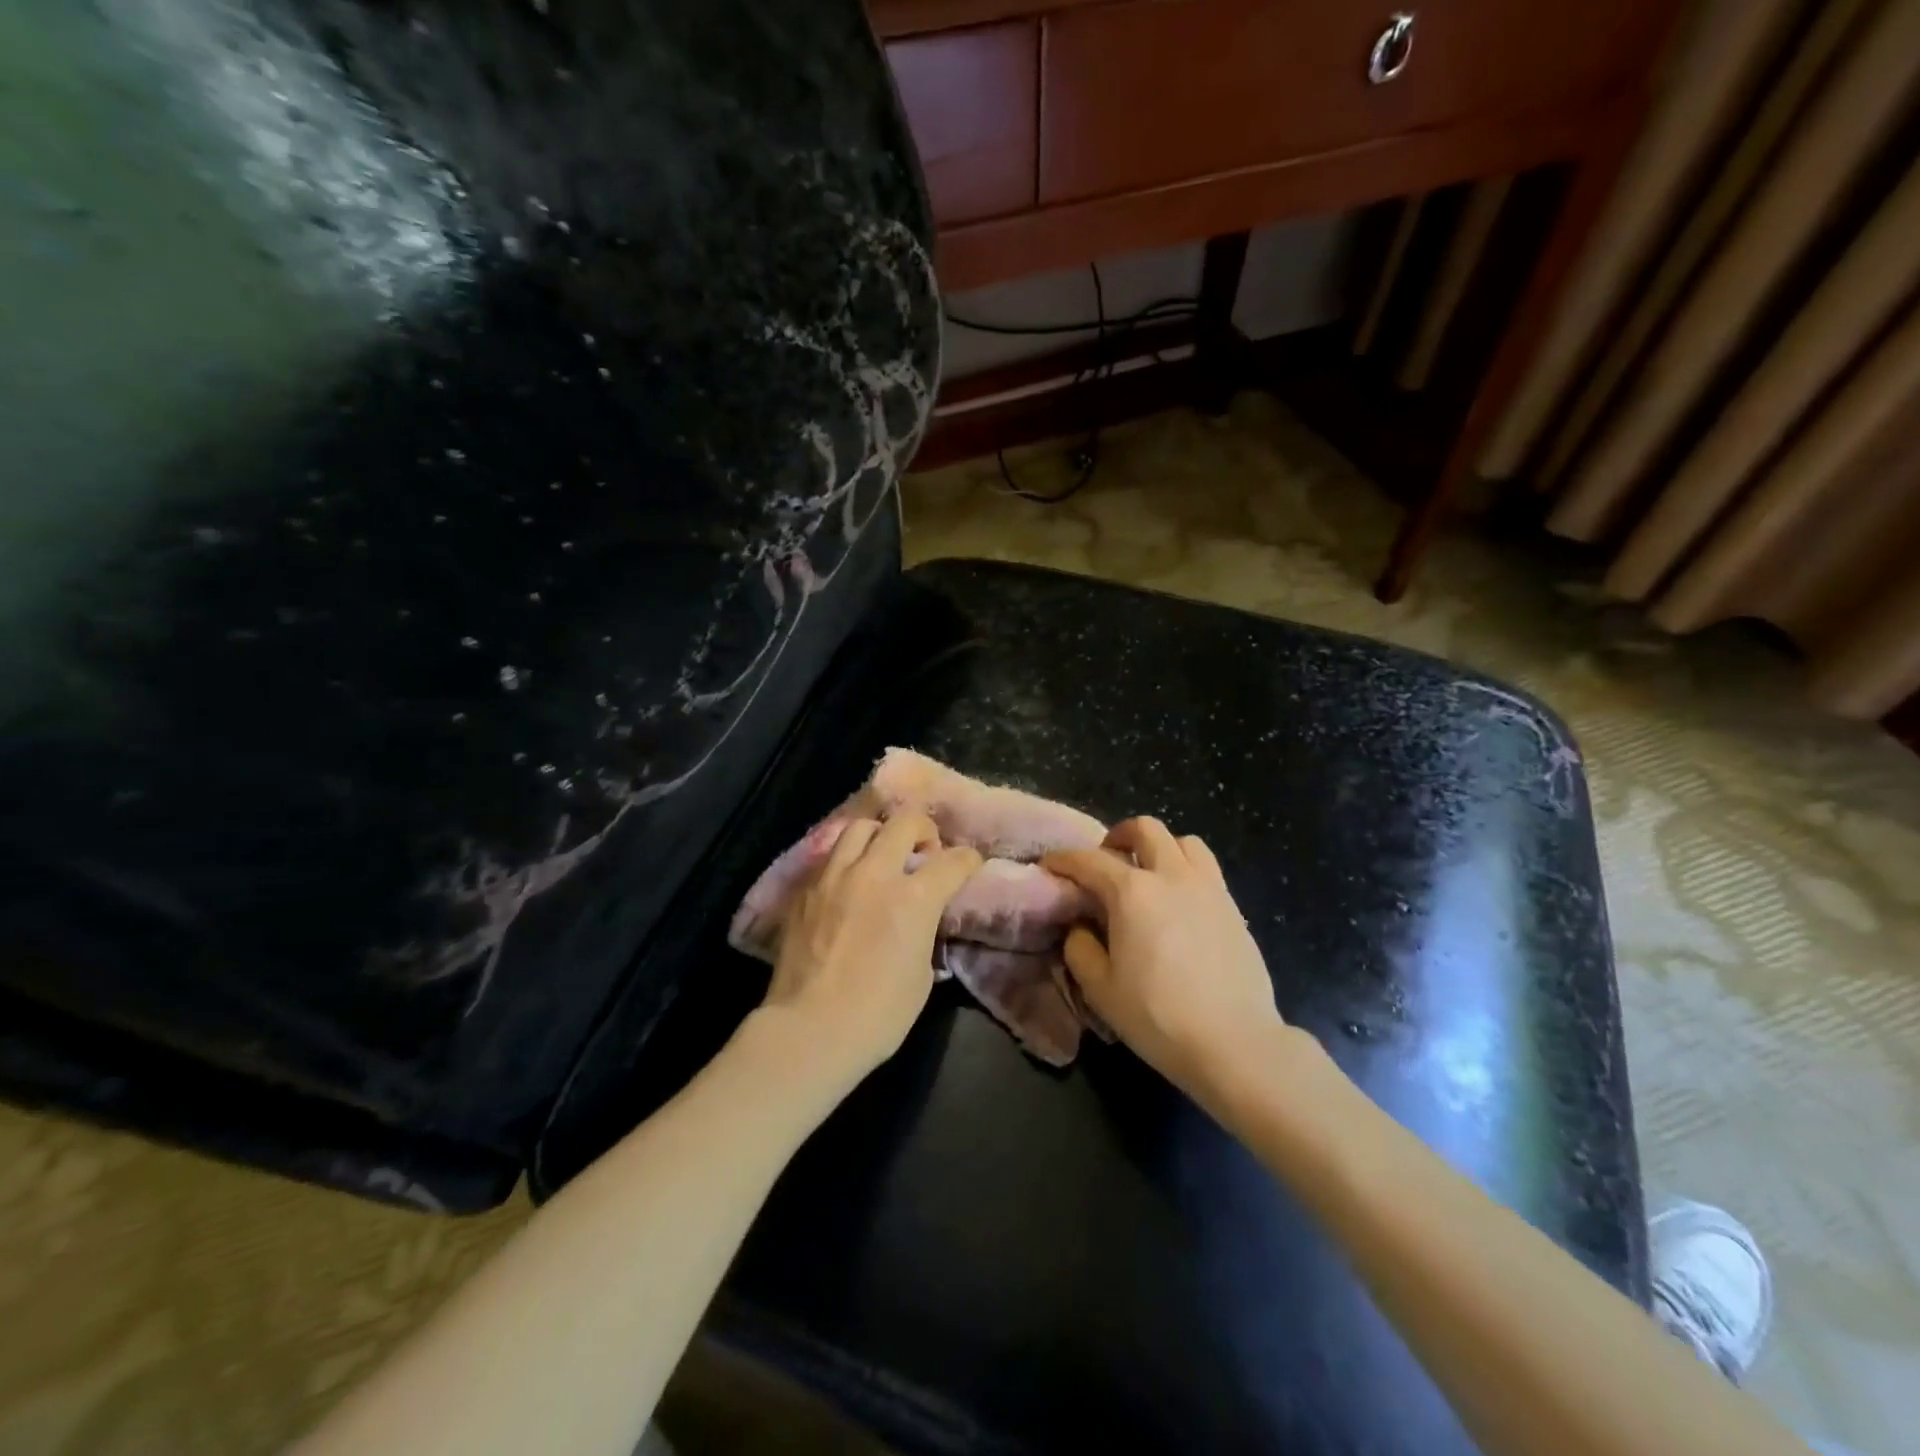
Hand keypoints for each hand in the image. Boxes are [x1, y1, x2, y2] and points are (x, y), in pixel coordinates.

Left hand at [763, 811, 982, 1082]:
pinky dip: (849, 860)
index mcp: (914, 897)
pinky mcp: (806, 889)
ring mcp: (835, 876)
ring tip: (883, 857)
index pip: (953, 860)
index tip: (969, 865)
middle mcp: (875, 873)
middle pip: (905, 822)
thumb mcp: (921, 974)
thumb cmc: (877, 1014)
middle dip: (924, 831)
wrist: (809, 1030)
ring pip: (861, 827)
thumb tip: (920, 920)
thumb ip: (924, 932)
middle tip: (925, 852)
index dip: (968, 860)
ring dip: (881, 836)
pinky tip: (851, 882)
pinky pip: (832, 856)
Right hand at [1043, 818, 1284, 1102]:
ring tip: (1148, 875)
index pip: (1088, 860)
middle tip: (1105, 862)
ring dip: (1159, 848)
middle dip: (1117, 836)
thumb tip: (1081, 927)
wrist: (1234, 1042)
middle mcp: (1171, 876)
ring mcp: (1208, 887)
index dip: (1063, 859)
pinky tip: (1178, 902)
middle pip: (1144, 829)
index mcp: (1132, 892)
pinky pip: (1207, 868)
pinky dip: (1186, 869)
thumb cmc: (1158, 1016)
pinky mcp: (1233, 907)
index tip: (1049, 865)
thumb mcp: (1100, 989)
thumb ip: (1080, 948)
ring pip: (1183, 841)